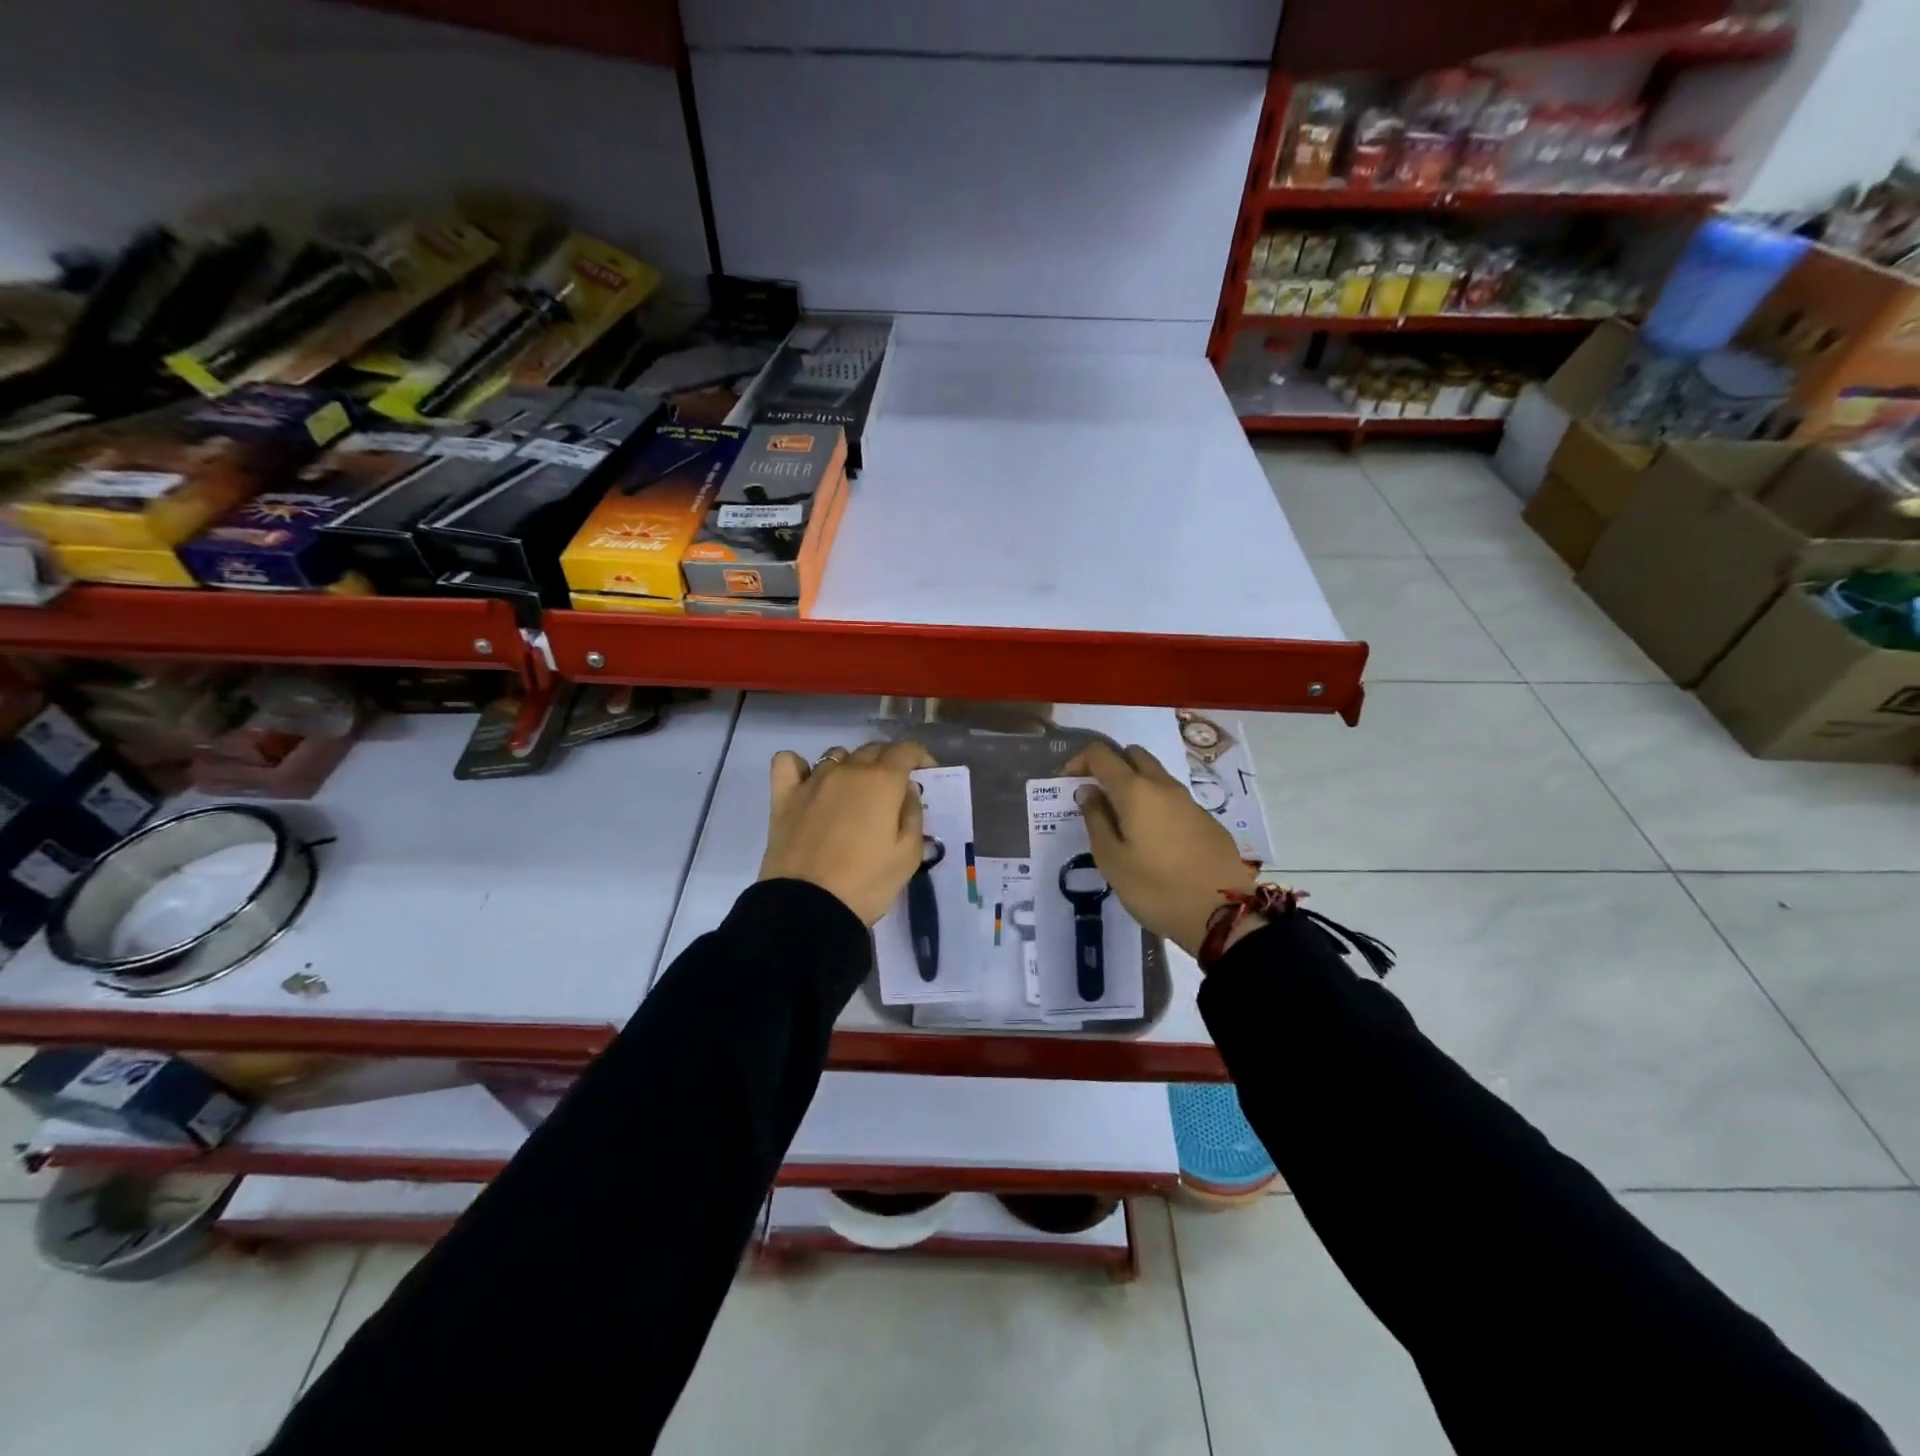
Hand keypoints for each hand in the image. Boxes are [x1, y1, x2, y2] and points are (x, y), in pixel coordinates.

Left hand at [760, 741, 937, 925]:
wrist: (808, 908)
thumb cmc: (867, 882)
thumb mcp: (908, 855)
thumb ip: (912, 814)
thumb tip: (906, 791)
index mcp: (882, 781)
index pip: (907, 750)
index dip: (921, 758)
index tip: (926, 777)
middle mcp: (847, 770)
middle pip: (873, 749)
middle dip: (889, 762)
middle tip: (894, 791)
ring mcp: (812, 781)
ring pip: (836, 756)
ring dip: (851, 767)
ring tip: (854, 795)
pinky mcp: (783, 796)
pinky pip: (788, 762)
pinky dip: (800, 766)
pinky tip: (808, 783)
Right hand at [1065, 740, 1256, 958]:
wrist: (1221, 913)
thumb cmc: (1155, 888)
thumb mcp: (1112, 860)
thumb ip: (1096, 819)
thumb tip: (1088, 791)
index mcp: (1135, 791)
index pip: (1101, 754)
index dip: (1079, 760)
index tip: (1068, 782)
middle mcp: (1163, 785)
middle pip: (1133, 755)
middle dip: (1110, 765)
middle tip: (1096, 795)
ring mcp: (1189, 801)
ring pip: (1155, 775)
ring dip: (1134, 784)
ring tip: (1122, 819)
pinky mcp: (1206, 819)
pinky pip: (1172, 797)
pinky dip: (1155, 803)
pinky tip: (1152, 837)